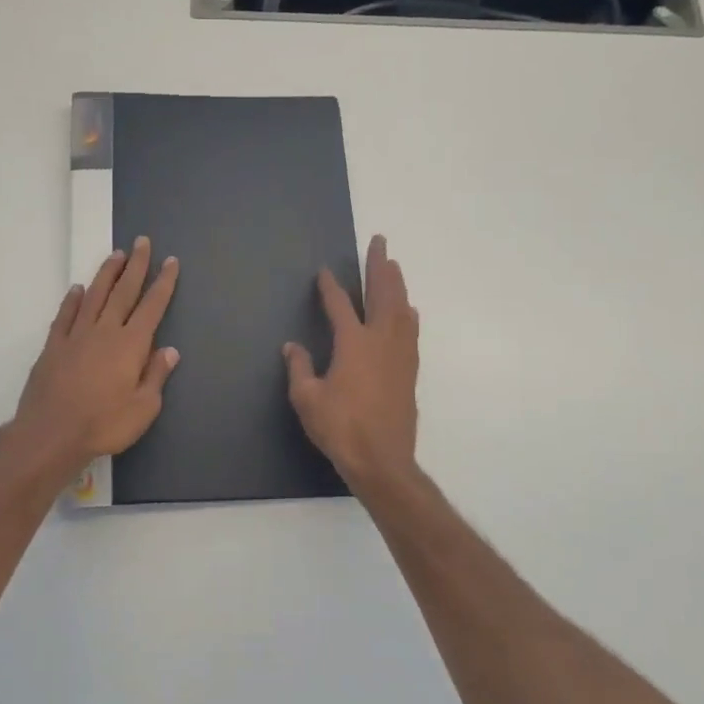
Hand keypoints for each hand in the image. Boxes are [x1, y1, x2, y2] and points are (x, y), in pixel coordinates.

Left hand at [11, 237, 179, 475]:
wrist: (51, 433)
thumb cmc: (103, 424)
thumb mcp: (143, 408)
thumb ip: (156, 376)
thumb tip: (169, 350)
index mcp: (131, 345)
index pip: (152, 306)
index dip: (163, 283)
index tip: (170, 261)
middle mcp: (105, 331)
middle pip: (124, 291)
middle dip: (136, 266)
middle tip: (142, 242)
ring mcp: (76, 336)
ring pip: (95, 296)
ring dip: (106, 274)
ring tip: (116, 255)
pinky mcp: (54, 346)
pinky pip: (65, 315)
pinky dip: (73, 300)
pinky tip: (78, 290)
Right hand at [284, 234, 419, 493]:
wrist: (382, 460)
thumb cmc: (340, 428)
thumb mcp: (307, 399)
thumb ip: (299, 368)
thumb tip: (292, 347)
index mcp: (353, 343)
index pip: (340, 305)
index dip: (330, 287)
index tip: (324, 272)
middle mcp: (381, 340)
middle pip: (382, 294)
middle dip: (379, 267)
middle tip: (380, 243)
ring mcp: (400, 354)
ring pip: (401, 309)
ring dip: (396, 285)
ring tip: (393, 267)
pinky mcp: (410, 371)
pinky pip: (411, 331)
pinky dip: (408, 314)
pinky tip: (409, 310)